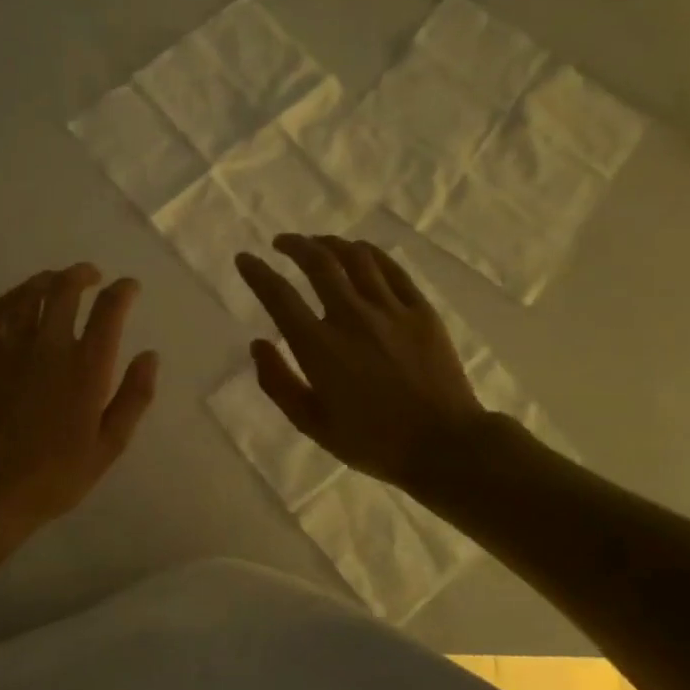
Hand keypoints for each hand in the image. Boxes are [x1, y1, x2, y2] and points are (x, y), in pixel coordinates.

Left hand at [0, 264, 158, 539]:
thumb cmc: (54, 476)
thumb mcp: (108, 446)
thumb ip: (133, 397)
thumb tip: (150, 356)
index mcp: (85, 368)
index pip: (108, 310)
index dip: (123, 291)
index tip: (129, 287)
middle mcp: (49, 346)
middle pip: (65, 289)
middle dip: (83, 275)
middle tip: (92, 276)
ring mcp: (11, 347)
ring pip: (30, 293)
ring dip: (49, 279)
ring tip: (59, 280)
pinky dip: (15, 295)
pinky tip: (22, 298)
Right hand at [234, 235, 485, 489]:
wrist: (445, 446)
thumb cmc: (373, 441)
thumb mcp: (312, 424)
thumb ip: (279, 383)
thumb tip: (258, 344)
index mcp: (319, 347)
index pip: (279, 296)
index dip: (257, 273)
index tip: (245, 258)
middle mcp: (351, 317)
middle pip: (318, 263)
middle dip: (294, 245)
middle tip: (281, 243)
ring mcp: (390, 310)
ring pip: (356, 257)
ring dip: (330, 243)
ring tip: (318, 244)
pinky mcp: (421, 310)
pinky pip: (392, 269)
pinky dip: (370, 253)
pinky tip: (360, 252)